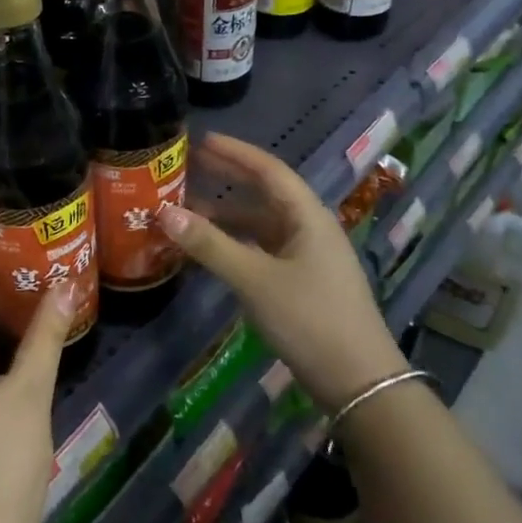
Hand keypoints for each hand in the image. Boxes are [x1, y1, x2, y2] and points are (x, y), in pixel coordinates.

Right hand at [159, 132, 406, 412]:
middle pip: (265, 193)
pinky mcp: (302, 283)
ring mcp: (307, 257)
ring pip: (261, 225)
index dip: (235, 153)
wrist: (359, 382)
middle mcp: (310, 229)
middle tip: (190, 165)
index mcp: (308, 217)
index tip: (201, 140)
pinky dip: (235, 244)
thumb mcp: (254, 279)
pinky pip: (262, 249)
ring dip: (227, 216)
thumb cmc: (309, 319)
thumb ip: (209, 245)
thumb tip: (163, 212)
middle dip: (229, 178)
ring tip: (187, 209)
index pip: (269, 170)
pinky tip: (210, 251)